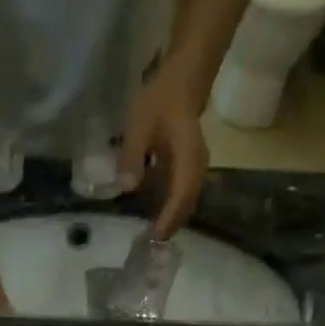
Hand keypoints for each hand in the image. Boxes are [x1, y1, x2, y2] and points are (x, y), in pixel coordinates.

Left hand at [120, 68, 209, 238]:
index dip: (169, 218)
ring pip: (186, 202)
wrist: (184, 79)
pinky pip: (182, 194)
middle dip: (170, 226)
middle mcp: (197, 167)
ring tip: (150, 235)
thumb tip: (127, 188)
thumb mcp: (139, 124)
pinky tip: (154, 215)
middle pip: (187, 205)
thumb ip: (132, 155)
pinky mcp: (190, 169)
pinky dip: (170, 208)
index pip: (181, 195)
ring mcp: (196, 169)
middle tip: (148, 246)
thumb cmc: (161, 99)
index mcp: (188, 157)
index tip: (154, 237)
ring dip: (171, 219)